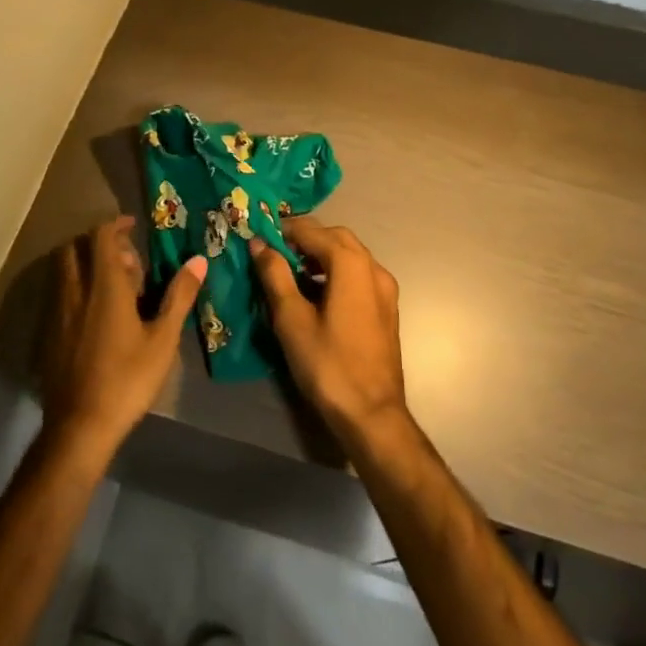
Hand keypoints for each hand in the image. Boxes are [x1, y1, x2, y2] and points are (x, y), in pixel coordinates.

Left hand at [41, 216, 205, 460]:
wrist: (79, 427)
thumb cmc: (127, 379)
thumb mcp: (163, 339)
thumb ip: (179, 296)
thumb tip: (199, 260)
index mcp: (104, 285)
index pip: (100, 236)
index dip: (116, 225)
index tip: (133, 227)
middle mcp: (75, 291)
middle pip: (75, 248)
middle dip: (97, 243)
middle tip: (125, 260)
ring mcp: (57, 313)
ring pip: (63, 271)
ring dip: (84, 265)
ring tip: (112, 286)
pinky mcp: (48, 335)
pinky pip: (59, 295)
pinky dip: (75, 289)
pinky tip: (94, 316)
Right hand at [250, 217, 407, 448]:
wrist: (372, 414)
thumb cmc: (328, 364)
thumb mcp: (291, 319)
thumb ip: (275, 275)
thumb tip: (259, 244)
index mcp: (350, 264)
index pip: (312, 230)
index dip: (284, 230)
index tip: (259, 236)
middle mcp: (373, 267)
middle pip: (335, 237)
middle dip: (305, 238)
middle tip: (275, 252)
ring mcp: (385, 288)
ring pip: (350, 255)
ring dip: (321, 254)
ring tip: (291, 272)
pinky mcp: (387, 307)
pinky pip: (359, 274)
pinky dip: (336, 272)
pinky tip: (316, 293)